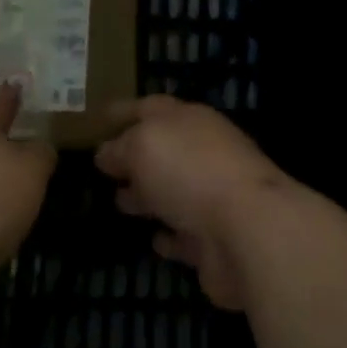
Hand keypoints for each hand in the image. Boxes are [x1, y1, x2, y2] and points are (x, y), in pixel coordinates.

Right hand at [94, 96, 292, 309]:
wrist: (247, 230)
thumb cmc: (191, 171)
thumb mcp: (143, 145)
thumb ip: (121, 147)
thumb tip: (106, 153)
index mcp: (190, 120)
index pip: (151, 107)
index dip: (124, 111)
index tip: (98, 118)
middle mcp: (203, 152)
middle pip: (164, 150)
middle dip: (134, 156)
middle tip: (103, 168)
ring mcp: (211, 196)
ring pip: (173, 191)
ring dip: (148, 195)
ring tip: (118, 201)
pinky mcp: (214, 240)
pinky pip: (185, 235)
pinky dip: (169, 236)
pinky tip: (153, 239)